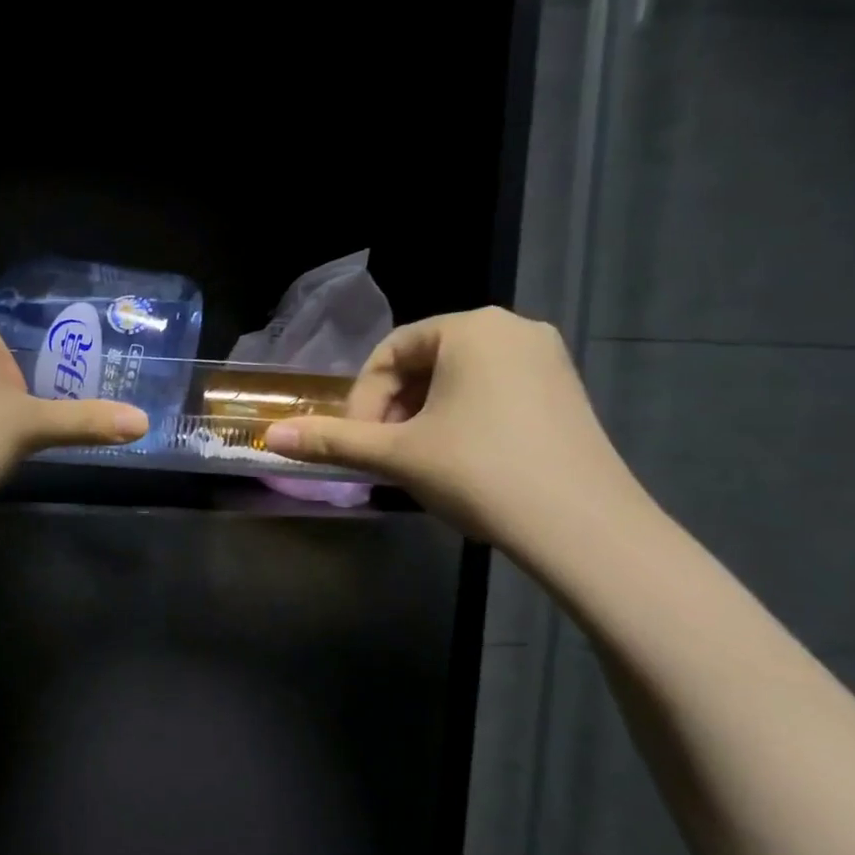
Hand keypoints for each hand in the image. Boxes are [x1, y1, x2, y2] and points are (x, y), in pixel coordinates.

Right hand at [263, 307, 644, 546]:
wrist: (584, 527)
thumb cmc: (479, 473)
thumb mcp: (396, 455)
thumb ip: (332, 441)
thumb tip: (270, 438)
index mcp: (471, 327)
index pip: (390, 352)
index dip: (362, 400)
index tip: (358, 442)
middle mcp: (513, 328)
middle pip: (425, 362)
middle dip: (394, 409)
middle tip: (384, 454)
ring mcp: (547, 359)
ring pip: (458, 379)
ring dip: (424, 416)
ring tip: (418, 461)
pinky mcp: (565, 392)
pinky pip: (493, 392)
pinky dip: (462, 419)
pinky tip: (461, 462)